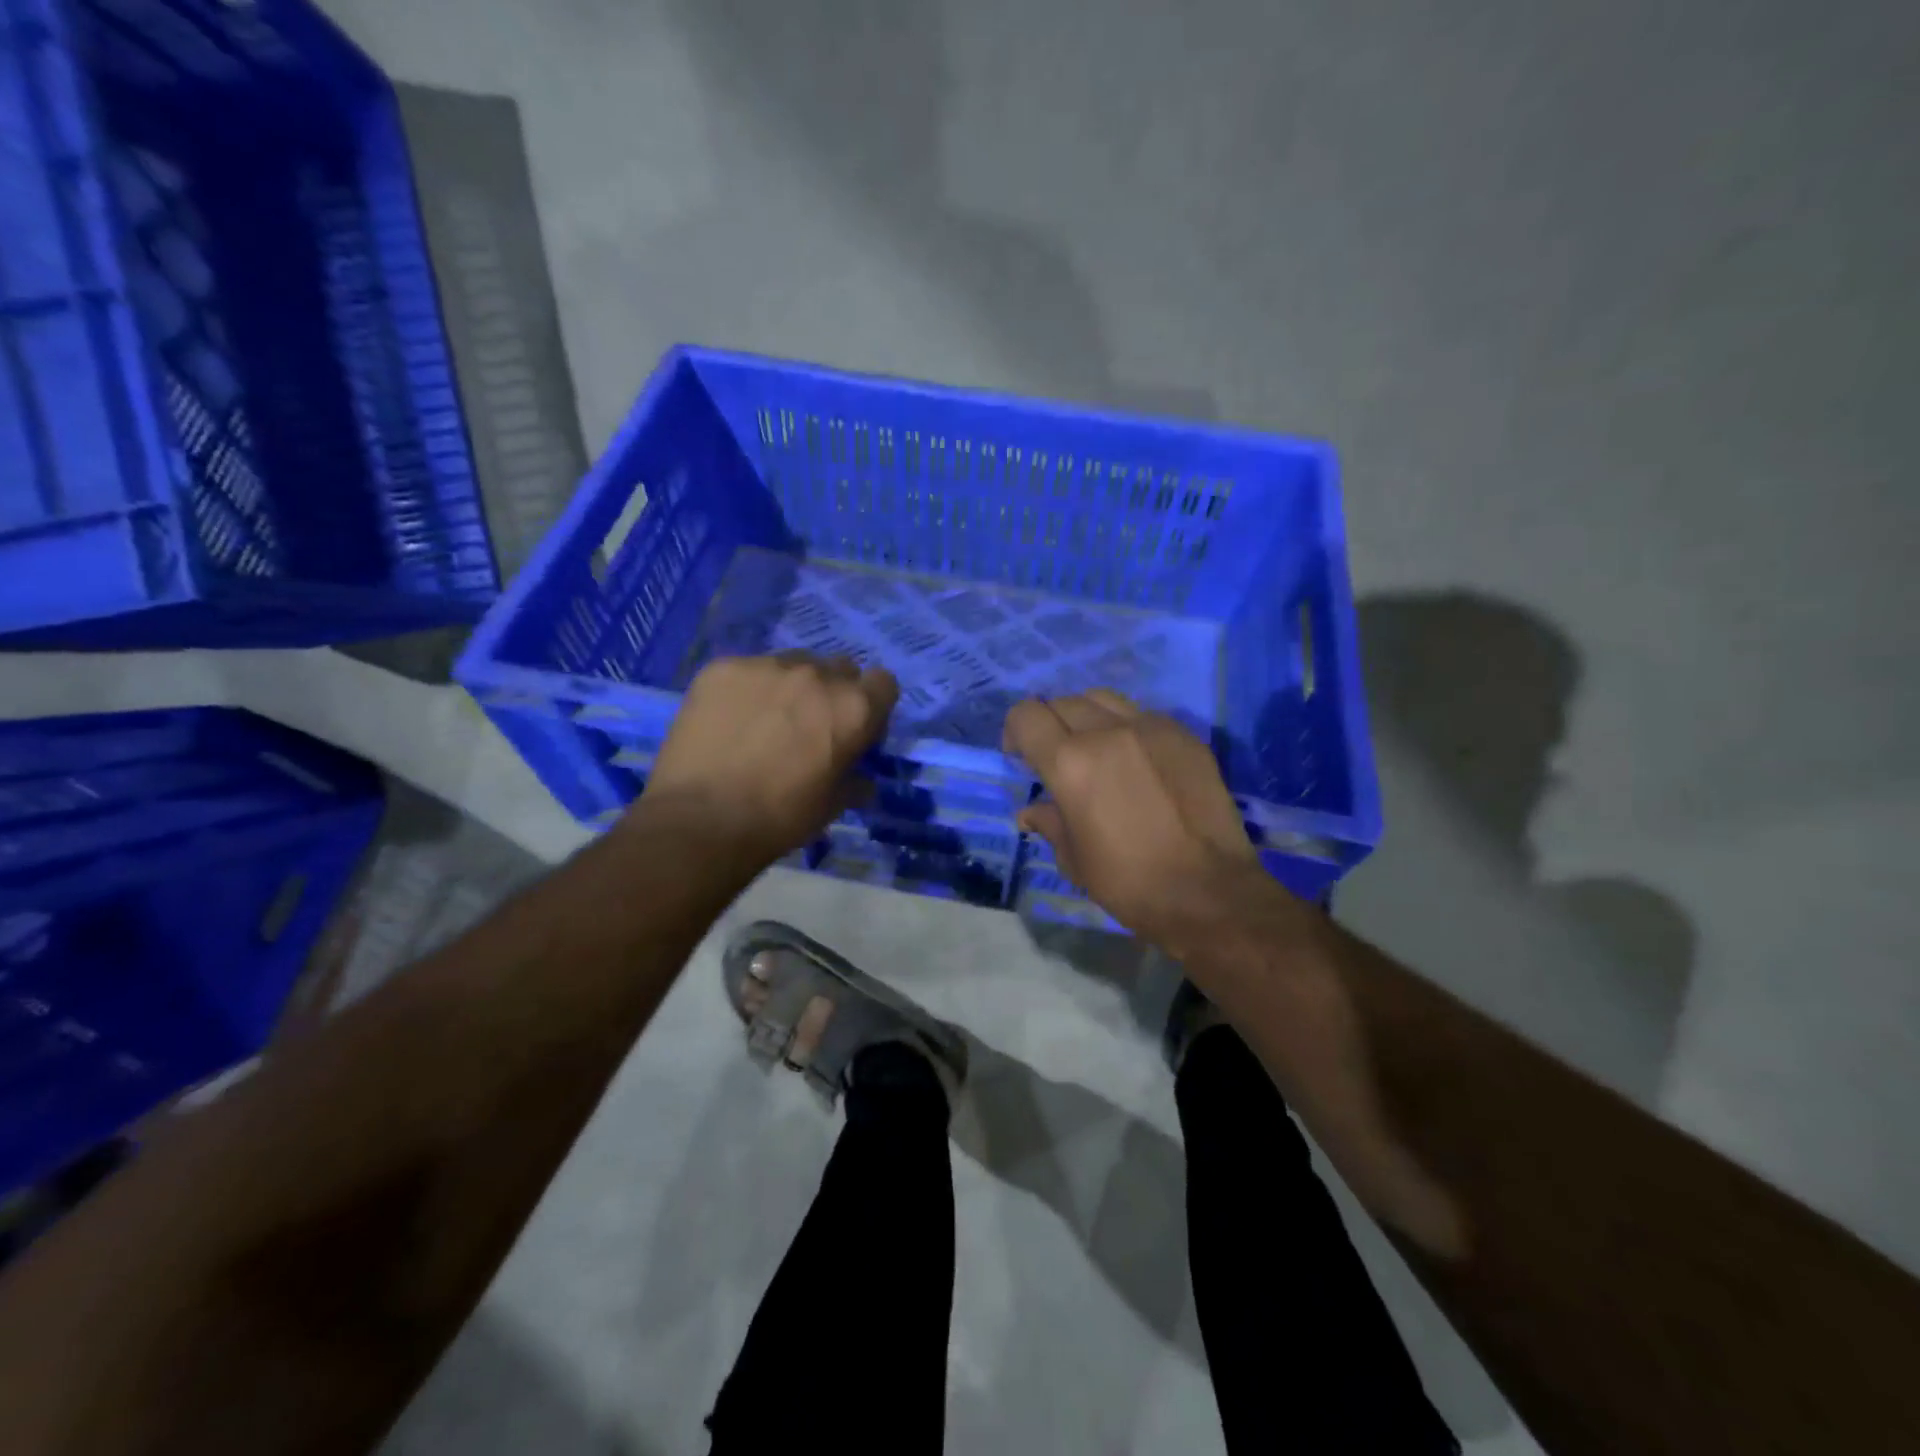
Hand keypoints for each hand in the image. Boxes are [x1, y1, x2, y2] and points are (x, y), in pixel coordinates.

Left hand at [642, 654, 898, 866]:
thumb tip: (862, 780)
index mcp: (854, 708)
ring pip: (792, 663)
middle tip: (809, 725)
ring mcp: (767, 665)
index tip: (856, 729)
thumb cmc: (780, 818)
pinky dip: (746, 690)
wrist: (701, 819)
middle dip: (832, 691)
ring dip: (790, 686)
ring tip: (764, 720)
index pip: (883, 683)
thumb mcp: (833, 806)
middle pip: (838, 668)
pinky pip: (747, 670)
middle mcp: (816, 674)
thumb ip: (855, 781)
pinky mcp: (723, 667)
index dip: (872, 705)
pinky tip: (729, 721)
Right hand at [1003, 689, 1300, 954]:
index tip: (1022, 758)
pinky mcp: (1185, 735)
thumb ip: (1050, 823)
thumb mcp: (1074, 860)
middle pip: (1063, 702)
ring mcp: (1151, 728)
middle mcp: (1107, 732)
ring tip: (1096, 749)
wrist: (1209, 892)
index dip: (1016, 731)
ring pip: (1103, 699)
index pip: (1027, 715)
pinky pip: (1143, 714)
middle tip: (1058, 759)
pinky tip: (1137, 760)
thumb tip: (1031, 811)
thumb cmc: (1130, 883)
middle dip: (1050, 725)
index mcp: (1070, 762)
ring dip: (1088, 718)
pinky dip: (1127, 727)